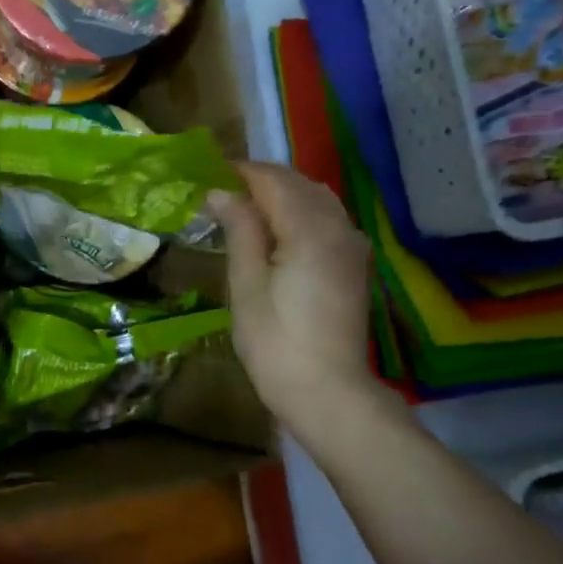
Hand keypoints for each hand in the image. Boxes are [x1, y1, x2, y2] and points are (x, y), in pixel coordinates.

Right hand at [206, 162, 385, 427]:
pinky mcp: (354, 265)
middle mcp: (339, 227)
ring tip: (245, 208)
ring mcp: (352, 246)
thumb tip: (222, 193)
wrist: (327, 391)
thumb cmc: (275, 341)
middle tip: (221, 191)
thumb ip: (240, 230)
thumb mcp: (246, 284)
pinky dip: (301, 212)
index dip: (240, 172)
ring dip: (282, 194)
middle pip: (299, 184)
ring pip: (317, 199)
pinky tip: (278, 230)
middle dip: (261, 180)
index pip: (273, 180)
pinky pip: (328, 219)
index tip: (208, 175)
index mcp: (310, 228)